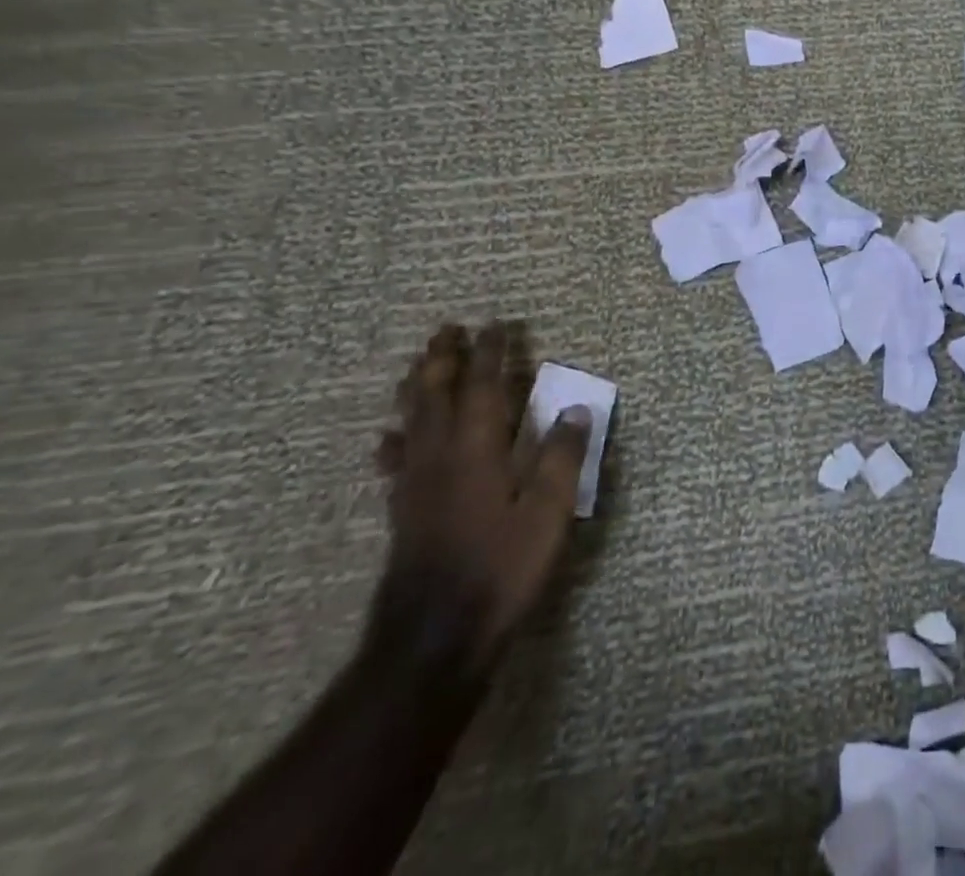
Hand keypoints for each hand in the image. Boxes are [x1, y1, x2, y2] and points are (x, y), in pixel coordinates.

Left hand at [369, 321, 588, 680]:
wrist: (434, 638)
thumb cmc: (501, 568)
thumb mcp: (548, 512)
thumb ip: (562, 457)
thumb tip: (575, 409)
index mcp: (477, 450)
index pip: (483, 388)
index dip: (490, 355)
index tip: (496, 326)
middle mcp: (441, 457)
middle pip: (436, 396)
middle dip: (442, 360)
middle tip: (447, 330)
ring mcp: (417, 485)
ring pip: (412, 422)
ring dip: (417, 388)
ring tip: (419, 365)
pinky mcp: (405, 511)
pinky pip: (398, 459)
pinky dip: (396, 438)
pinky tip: (390, 438)